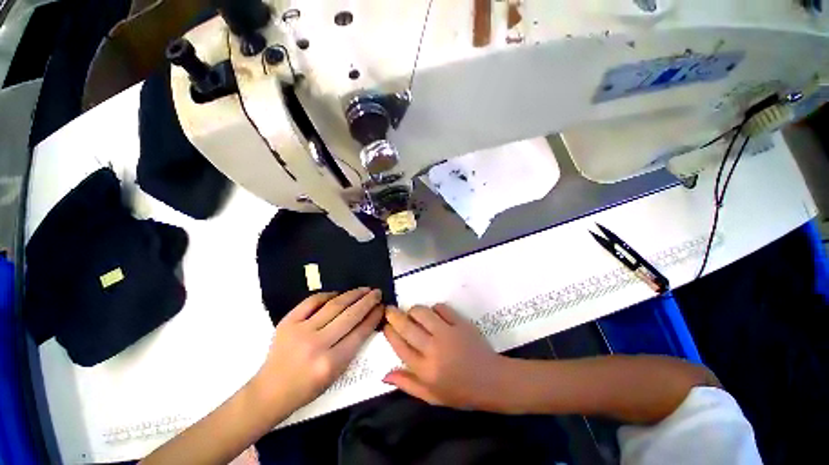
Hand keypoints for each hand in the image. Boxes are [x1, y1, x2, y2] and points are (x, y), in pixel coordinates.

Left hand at [255, 288, 384, 414]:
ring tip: (364, 289)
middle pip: (350, 315)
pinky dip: (328, 295)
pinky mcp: (288, 322)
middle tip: (377, 292)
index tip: (382, 307)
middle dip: (367, 301)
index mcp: (331, 363)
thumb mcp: (336, 374)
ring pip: (334, 305)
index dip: (373, 317)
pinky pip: (312, 301)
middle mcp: (317, 344)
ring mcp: (300, 330)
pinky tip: (338, 294)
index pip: (359, 333)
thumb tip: (366, 320)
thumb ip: (351, 347)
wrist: (270, 391)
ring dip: (353, 294)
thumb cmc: (307, 388)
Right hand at [382, 304, 507, 410]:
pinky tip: (435, 314)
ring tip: (412, 313)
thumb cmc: (461, 392)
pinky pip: (442, 308)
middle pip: (407, 326)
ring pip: (422, 312)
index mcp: (425, 370)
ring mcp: (448, 334)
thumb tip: (384, 375)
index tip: (386, 325)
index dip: (390, 333)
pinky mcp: (461, 323)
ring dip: (414, 310)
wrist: (492, 381)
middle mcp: (433, 349)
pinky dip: (435, 309)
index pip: (400, 346)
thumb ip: (407, 384)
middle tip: (390, 310)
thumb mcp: (432, 396)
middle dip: (394, 315)